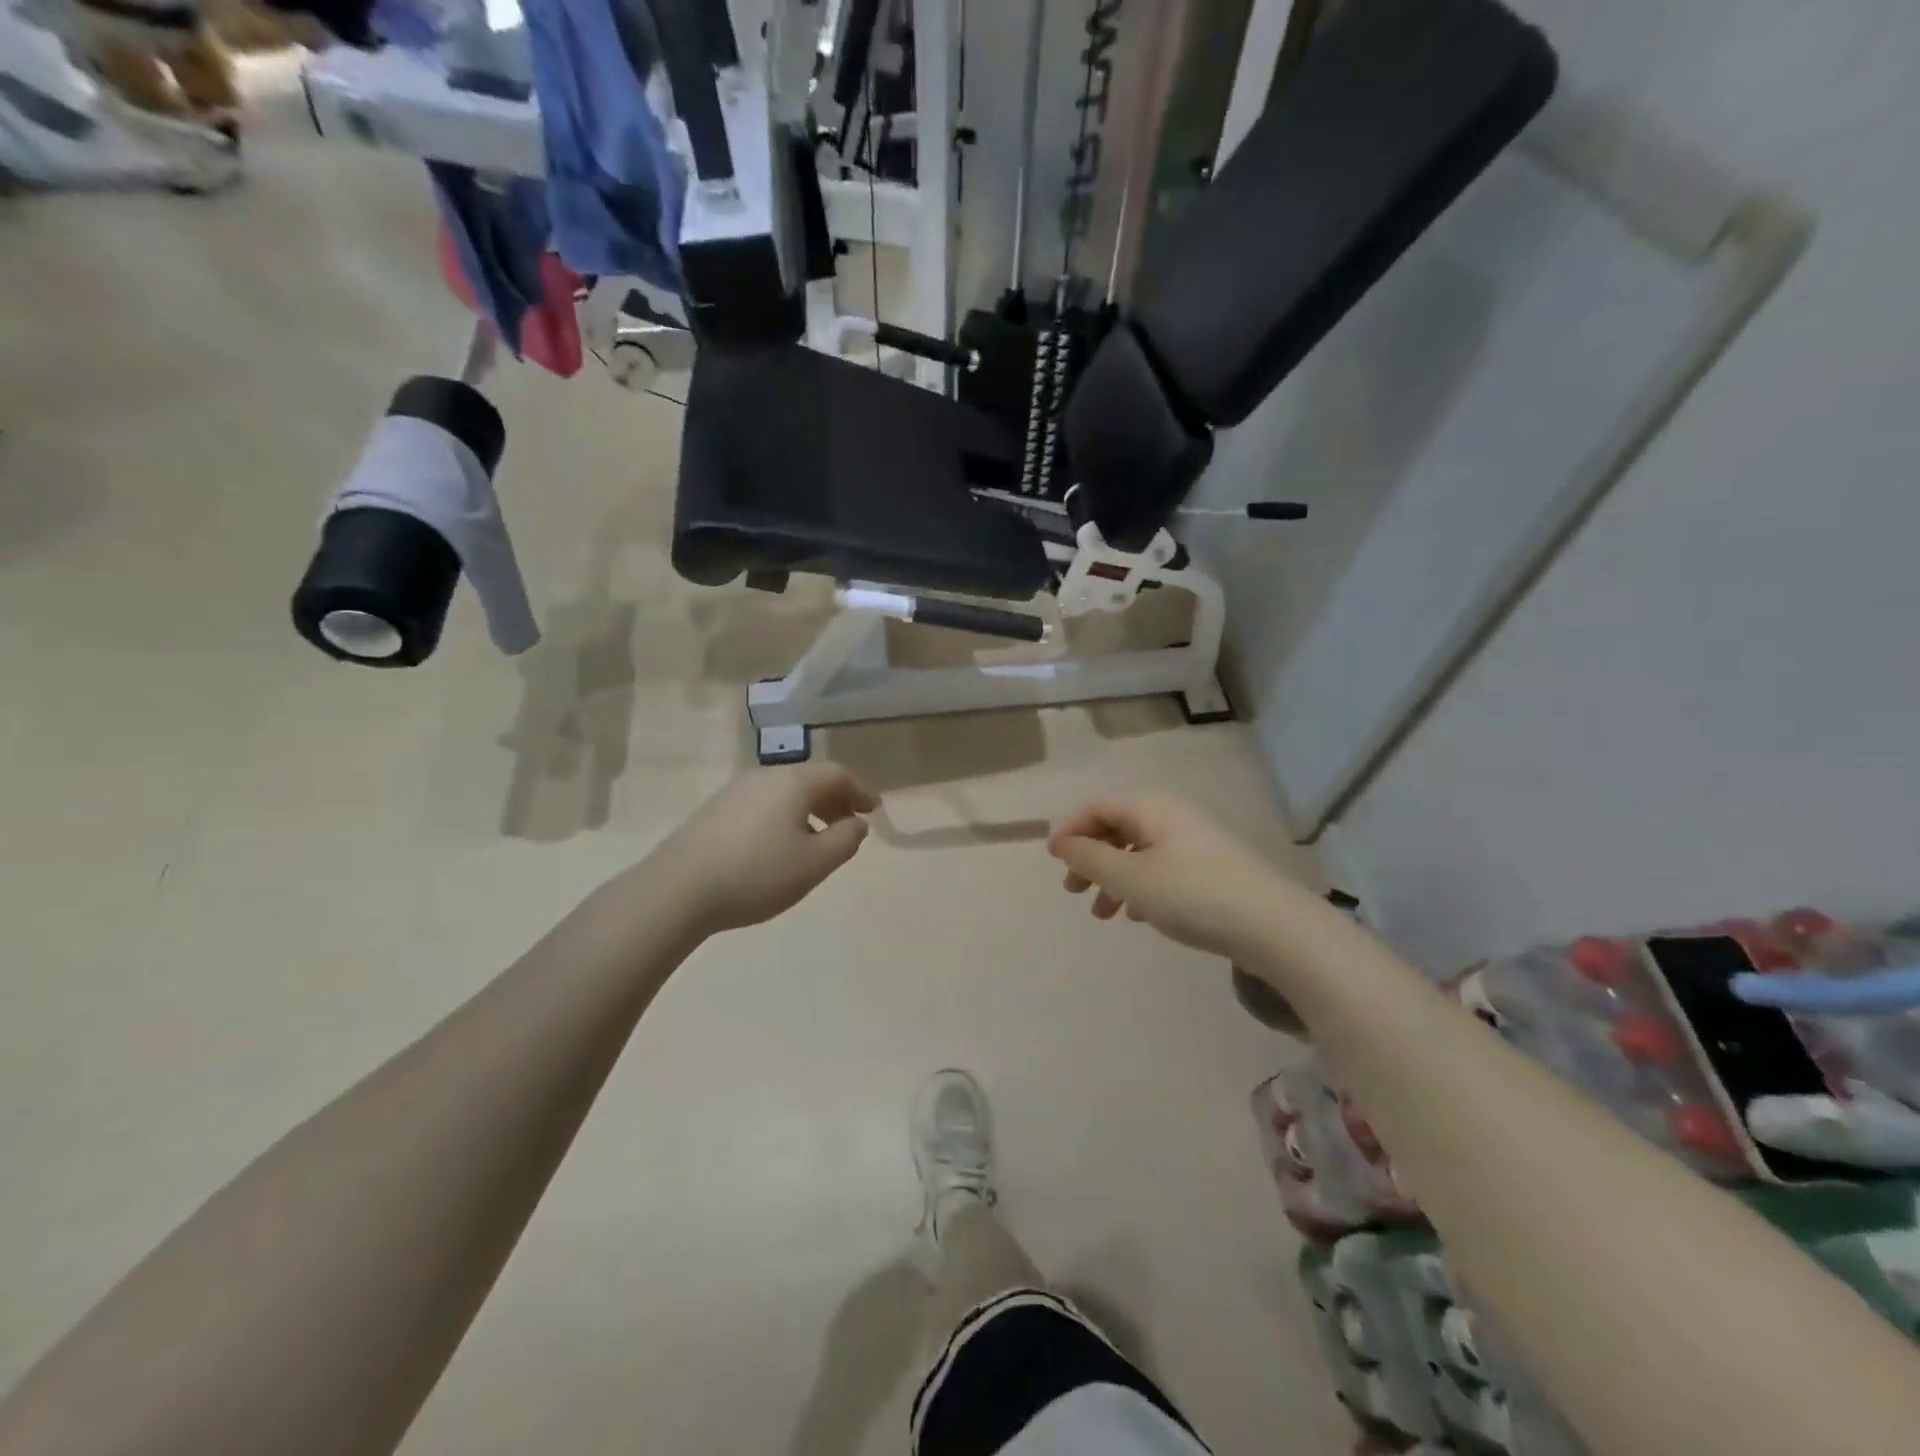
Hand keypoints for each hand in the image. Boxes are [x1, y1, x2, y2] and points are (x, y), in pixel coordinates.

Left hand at [649, 765, 878, 935]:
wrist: (678, 889)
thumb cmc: (757, 874)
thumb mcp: (814, 863)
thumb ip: (845, 840)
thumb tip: (857, 823)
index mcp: (793, 782)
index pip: (837, 774)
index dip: (861, 791)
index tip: (873, 811)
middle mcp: (765, 777)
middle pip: (810, 779)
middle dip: (836, 800)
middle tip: (849, 825)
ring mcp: (735, 791)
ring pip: (785, 792)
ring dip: (810, 810)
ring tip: (817, 840)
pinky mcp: (715, 810)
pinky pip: (763, 803)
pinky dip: (784, 816)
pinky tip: (780, 846)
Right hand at [1048, 796, 1293, 957]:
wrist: (1273, 926)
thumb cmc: (1192, 894)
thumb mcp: (1130, 878)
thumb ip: (1090, 859)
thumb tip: (1061, 842)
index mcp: (1151, 809)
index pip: (1098, 808)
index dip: (1071, 831)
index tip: (1053, 862)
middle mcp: (1173, 817)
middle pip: (1118, 829)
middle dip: (1091, 859)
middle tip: (1073, 892)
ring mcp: (1195, 842)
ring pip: (1139, 853)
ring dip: (1114, 879)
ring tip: (1104, 915)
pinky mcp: (1212, 869)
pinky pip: (1163, 869)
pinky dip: (1141, 887)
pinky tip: (1139, 914)